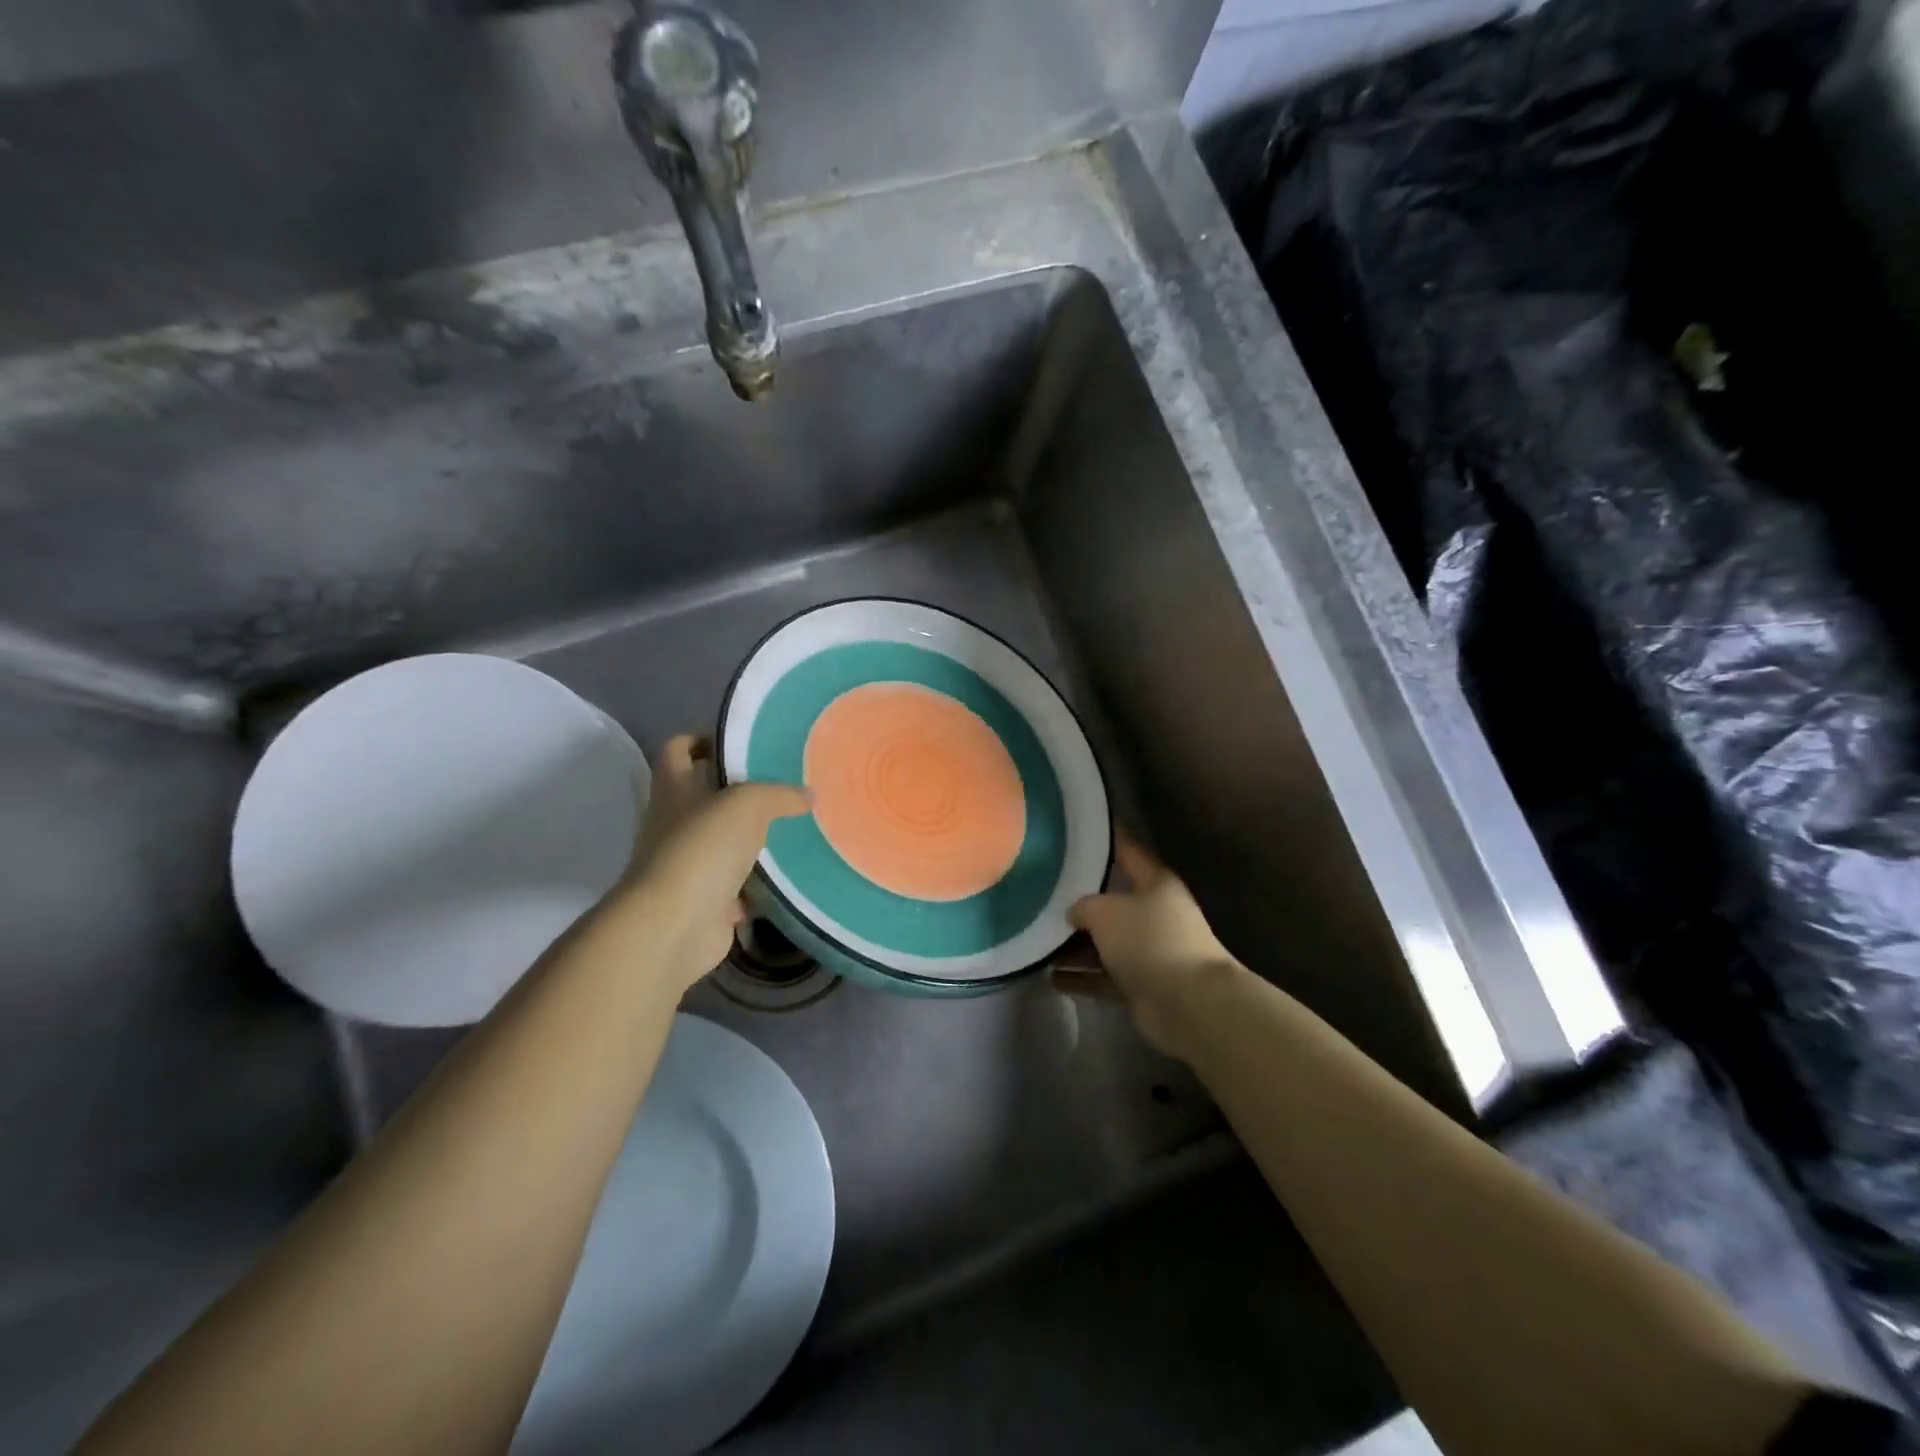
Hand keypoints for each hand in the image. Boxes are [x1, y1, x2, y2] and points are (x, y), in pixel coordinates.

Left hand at [617, 735, 810, 992]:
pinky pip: (733, 888)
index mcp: (674, 790)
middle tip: (783, 788)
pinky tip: (785, 879)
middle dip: (740, 794)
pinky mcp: (702, 902)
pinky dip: (754, 886)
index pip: (678, 750)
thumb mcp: (748, 804)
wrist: (675, 925)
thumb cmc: (703, 848)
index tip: (739, 744)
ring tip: (793, 830)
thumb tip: (808, 795)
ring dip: (750, 842)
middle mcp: (673, 824)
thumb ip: (780, 795)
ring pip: (721, 844)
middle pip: (704, 798)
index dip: (702, 740)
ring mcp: (685, 866)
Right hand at [1054, 836, 1241, 1059]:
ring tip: (1039, 940)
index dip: (1104, 838)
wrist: (1189, 1003)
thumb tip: (1074, 913)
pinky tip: (1051, 977)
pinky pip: (1104, 975)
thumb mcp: (1105, 911)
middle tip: (1041, 892)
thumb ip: (1082, 905)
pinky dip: (1081, 976)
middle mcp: (1155, 912)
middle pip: (1112, 899)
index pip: (1126, 849)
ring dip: (1075, 944)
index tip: (1076, 829)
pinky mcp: (1143, 984)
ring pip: (1106, 941)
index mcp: (1155, 882)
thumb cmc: (1149, 941)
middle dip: (1079, 900)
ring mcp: (1150, 950)